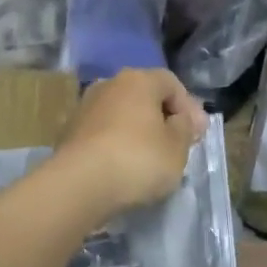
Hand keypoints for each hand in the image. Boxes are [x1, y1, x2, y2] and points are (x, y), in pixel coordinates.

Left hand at [53, 68, 208, 214]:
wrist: (80, 185)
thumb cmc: (138, 160)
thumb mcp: (178, 147)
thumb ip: (185, 128)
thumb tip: (179, 120)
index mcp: (138, 80)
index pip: (171, 83)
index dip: (189, 107)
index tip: (198, 133)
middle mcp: (109, 85)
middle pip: (144, 97)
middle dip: (162, 118)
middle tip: (176, 143)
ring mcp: (84, 108)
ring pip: (121, 115)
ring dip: (137, 132)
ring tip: (149, 158)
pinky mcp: (69, 134)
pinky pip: (103, 134)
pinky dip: (116, 145)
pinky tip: (123, 167)